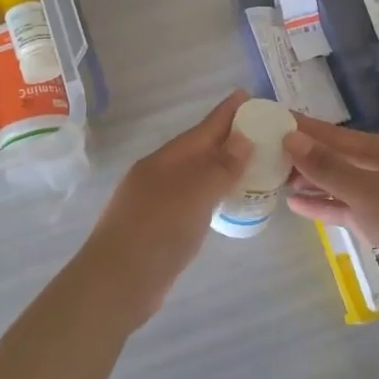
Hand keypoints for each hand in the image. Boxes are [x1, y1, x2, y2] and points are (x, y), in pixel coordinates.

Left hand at [75, 91, 254, 329]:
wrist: (117, 283)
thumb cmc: (158, 231)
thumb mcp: (194, 195)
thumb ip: (220, 167)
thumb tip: (242, 138)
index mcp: (166, 160)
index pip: (203, 129)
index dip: (226, 113)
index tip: (248, 95)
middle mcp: (159, 174)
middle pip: (199, 149)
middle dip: (227, 137)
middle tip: (261, 129)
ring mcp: (156, 201)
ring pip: (195, 175)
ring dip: (220, 166)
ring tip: (250, 162)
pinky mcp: (159, 227)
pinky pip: (193, 199)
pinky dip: (212, 193)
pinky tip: (224, 200)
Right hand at [283, 116, 378, 320]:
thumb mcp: (366, 192)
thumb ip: (327, 166)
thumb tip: (290, 138)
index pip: (339, 135)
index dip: (307, 129)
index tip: (276, 119)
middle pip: (341, 158)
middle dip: (306, 156)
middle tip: (267, 151)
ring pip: (343, 185)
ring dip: (312, 182)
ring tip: (276, 178)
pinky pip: (349, 209)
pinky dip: (325, 205)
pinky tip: (296, 204)